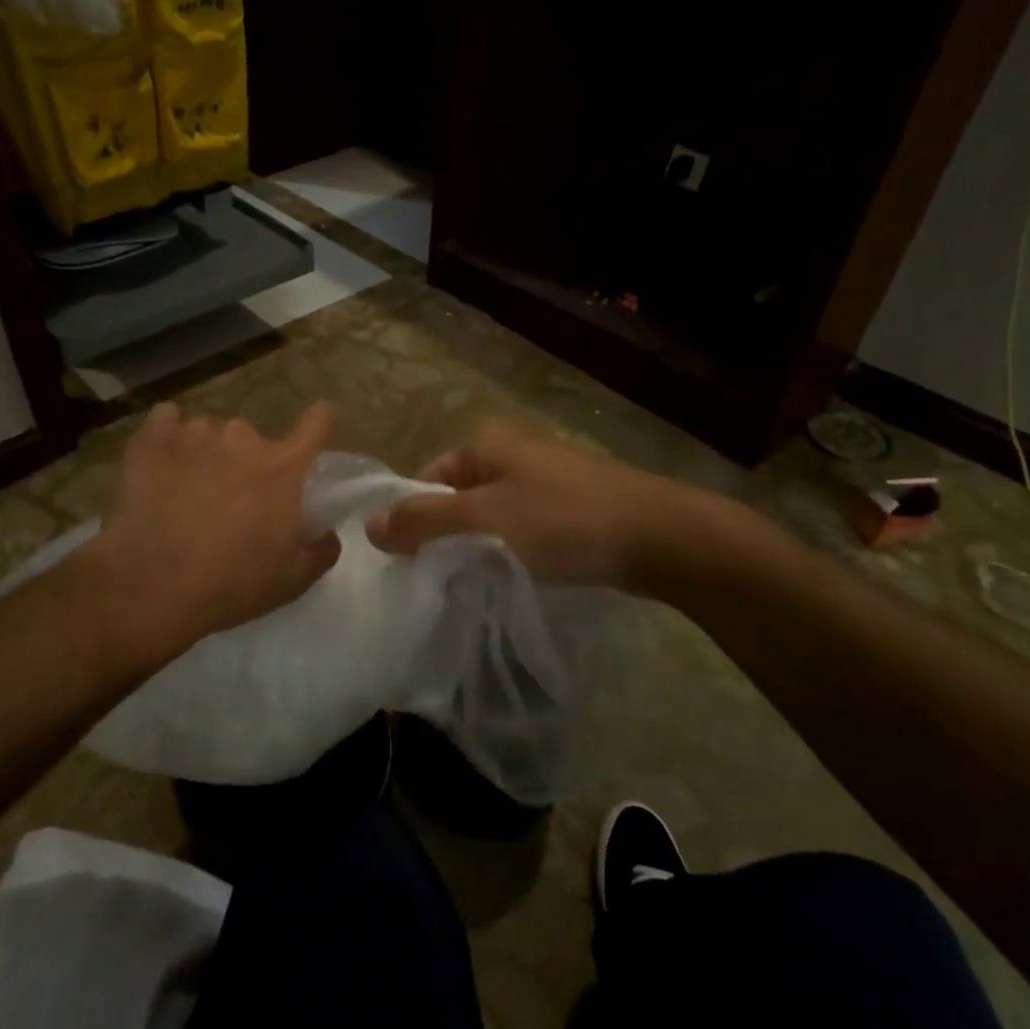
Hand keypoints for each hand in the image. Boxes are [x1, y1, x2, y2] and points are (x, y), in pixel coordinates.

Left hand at [90, 401, 340, 662]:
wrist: (150, 586)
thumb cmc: (230, 583)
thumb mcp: (292, 580)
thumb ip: (321, 550)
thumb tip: (327, 533)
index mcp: (283, 467)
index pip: (317, 423)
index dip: (319, 422)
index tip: (315, 426)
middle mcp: (244, 437)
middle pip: (255, 440)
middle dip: (249, 464)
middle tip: (232, 501)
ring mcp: (197, 432)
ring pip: (211, 435)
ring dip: (208, 456)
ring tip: (188, 493)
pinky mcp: (153, 437)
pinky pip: (167, 421)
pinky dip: (168, 439)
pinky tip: (161, 467)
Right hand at [366, 420, 669, 586]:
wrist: (660, 536)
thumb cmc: (563, 521)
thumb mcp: (485, 520)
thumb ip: (425, 522)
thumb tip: (369, 526)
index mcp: (485, 444)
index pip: (425, 480)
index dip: (412, 519)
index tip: (411, 564)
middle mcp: (511, 453)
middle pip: (456, 498)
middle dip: (445, 537)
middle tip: (441, 580)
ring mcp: (543, 479)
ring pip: (489, 516)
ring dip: (478, 548)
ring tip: (476, 584)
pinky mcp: (568, 507)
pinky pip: (521, 529)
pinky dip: (510, 551)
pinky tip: (514, 579)